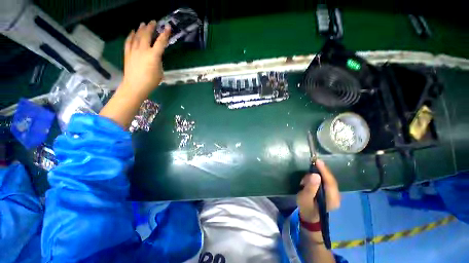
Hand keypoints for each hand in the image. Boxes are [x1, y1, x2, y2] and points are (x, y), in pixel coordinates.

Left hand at [122, 21, 170, 95]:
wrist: (135, 86)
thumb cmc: (151, 81)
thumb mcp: (160, 71)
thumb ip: (158, 61)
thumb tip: (156, 56)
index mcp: (153, 56)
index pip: (161, 42)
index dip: (165, 34)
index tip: (167, 27)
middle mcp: (143, 50)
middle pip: (146, 35)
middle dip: (150, 27)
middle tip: (153, 22)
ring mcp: (134, 50)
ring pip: (136, 36)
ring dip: (140, 29)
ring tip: (143, 24)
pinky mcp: (127, 53)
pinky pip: (128, 41)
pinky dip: (130, 35)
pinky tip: (132, 32)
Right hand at [297, 159, 340, 222]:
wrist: (310, 217)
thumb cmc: (306, 208)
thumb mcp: (304, 198)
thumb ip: (310, 187)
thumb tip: (315, 174)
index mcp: (332, 199)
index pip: (330, 182)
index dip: (324, 170)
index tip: (317, 161)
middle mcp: (337, 196)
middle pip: (330, 179)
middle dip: (320, 172)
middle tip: (309, 167)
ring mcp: (335, 194)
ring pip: (328, 179)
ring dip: (317, 175)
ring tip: (305, 181)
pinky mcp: (330, 192)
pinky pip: (326, 181)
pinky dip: (318, 178)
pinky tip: (310, 180)